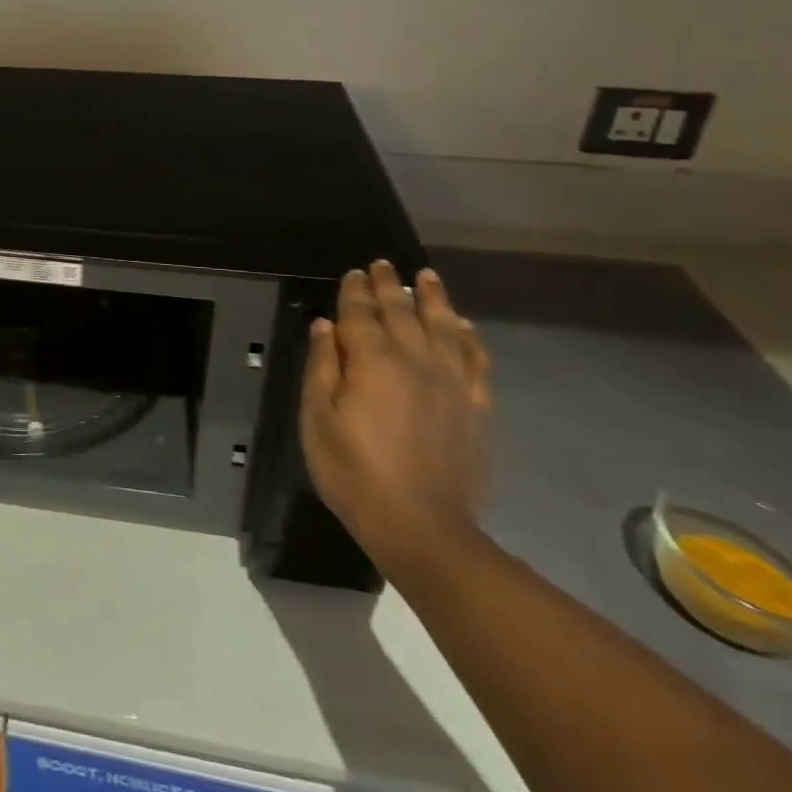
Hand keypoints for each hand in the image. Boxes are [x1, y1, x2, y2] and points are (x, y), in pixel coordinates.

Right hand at [298, 261, 491, 580]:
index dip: (355, 290)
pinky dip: (469, 337)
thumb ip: (322, 366)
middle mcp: (414, 359)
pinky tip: (464, 326)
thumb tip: (326, 325)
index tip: (353, 273)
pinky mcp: (474, 406)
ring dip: (433, 298)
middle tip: (383, 264)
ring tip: (427, 277)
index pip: (360, 312)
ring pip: (443, 326)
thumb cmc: (353, 471)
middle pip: (401, 311)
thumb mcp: (317, 418)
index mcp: (371, 360)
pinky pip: (474, 360)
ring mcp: (450, 382)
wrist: (422, 526)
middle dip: (390, 285)